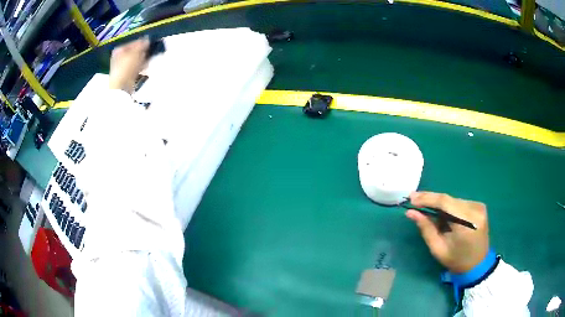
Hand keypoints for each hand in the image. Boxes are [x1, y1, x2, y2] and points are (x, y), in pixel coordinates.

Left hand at [109, 37, 149, 93]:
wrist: (121, 87)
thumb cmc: (127, 68)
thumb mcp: (136, 53)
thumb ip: (142, 45)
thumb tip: (147, 39)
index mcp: (119, 50)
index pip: (133, 43)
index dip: (142, 43)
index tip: (150, 44)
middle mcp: (118, 57)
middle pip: (134, 52)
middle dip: (142, 52)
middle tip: (150, 53)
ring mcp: (121, 67)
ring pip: (135, 60)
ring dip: (142, 60)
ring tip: (148, 61)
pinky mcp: (124, 75)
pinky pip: (134, 68)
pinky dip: (139, 68)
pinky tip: (144, 69)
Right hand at [406, 192, 488, 272]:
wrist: (477, 264)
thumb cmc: (456, 261)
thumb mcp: (438, 249)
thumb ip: (426, 229)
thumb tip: (411, 212)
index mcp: (466, 224)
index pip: (445, 203)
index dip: (427, 198)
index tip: (411, 198)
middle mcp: (475, 210)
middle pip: (449, 199)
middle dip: (431, 200)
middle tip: (414, 200)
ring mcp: (479, 206)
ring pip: (453, 200)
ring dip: (440, 205)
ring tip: (428, 211)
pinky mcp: (480, 206)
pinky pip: (459, 203)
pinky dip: (449, 207)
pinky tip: (444, 215)